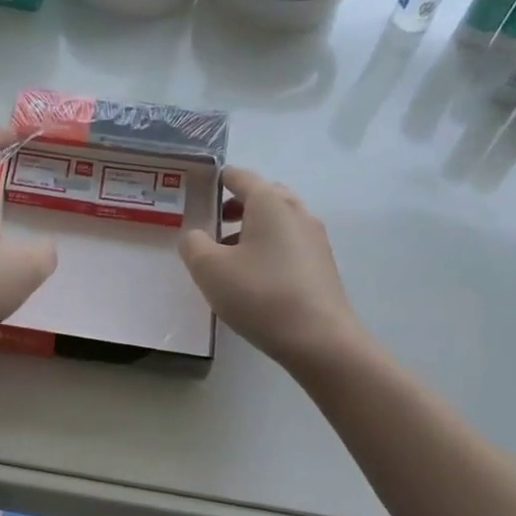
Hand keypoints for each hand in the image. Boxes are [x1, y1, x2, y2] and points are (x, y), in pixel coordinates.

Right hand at [179, 168, 361, 375]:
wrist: (319, 339)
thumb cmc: (260, 295)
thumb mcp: (209, 269)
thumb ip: (193, 244)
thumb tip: (195, 235)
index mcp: (270, 203)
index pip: (241, 176)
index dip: (219, 179)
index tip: (201, 187)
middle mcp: (297, 212)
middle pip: (265, 196)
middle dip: (238, 204)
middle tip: (215, 222)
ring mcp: (315, 239)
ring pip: (279, 222)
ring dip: (254, 229)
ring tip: (230, 255)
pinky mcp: (323, 265)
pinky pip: (290, 245)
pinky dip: (270, 249)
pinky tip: (255, 278)